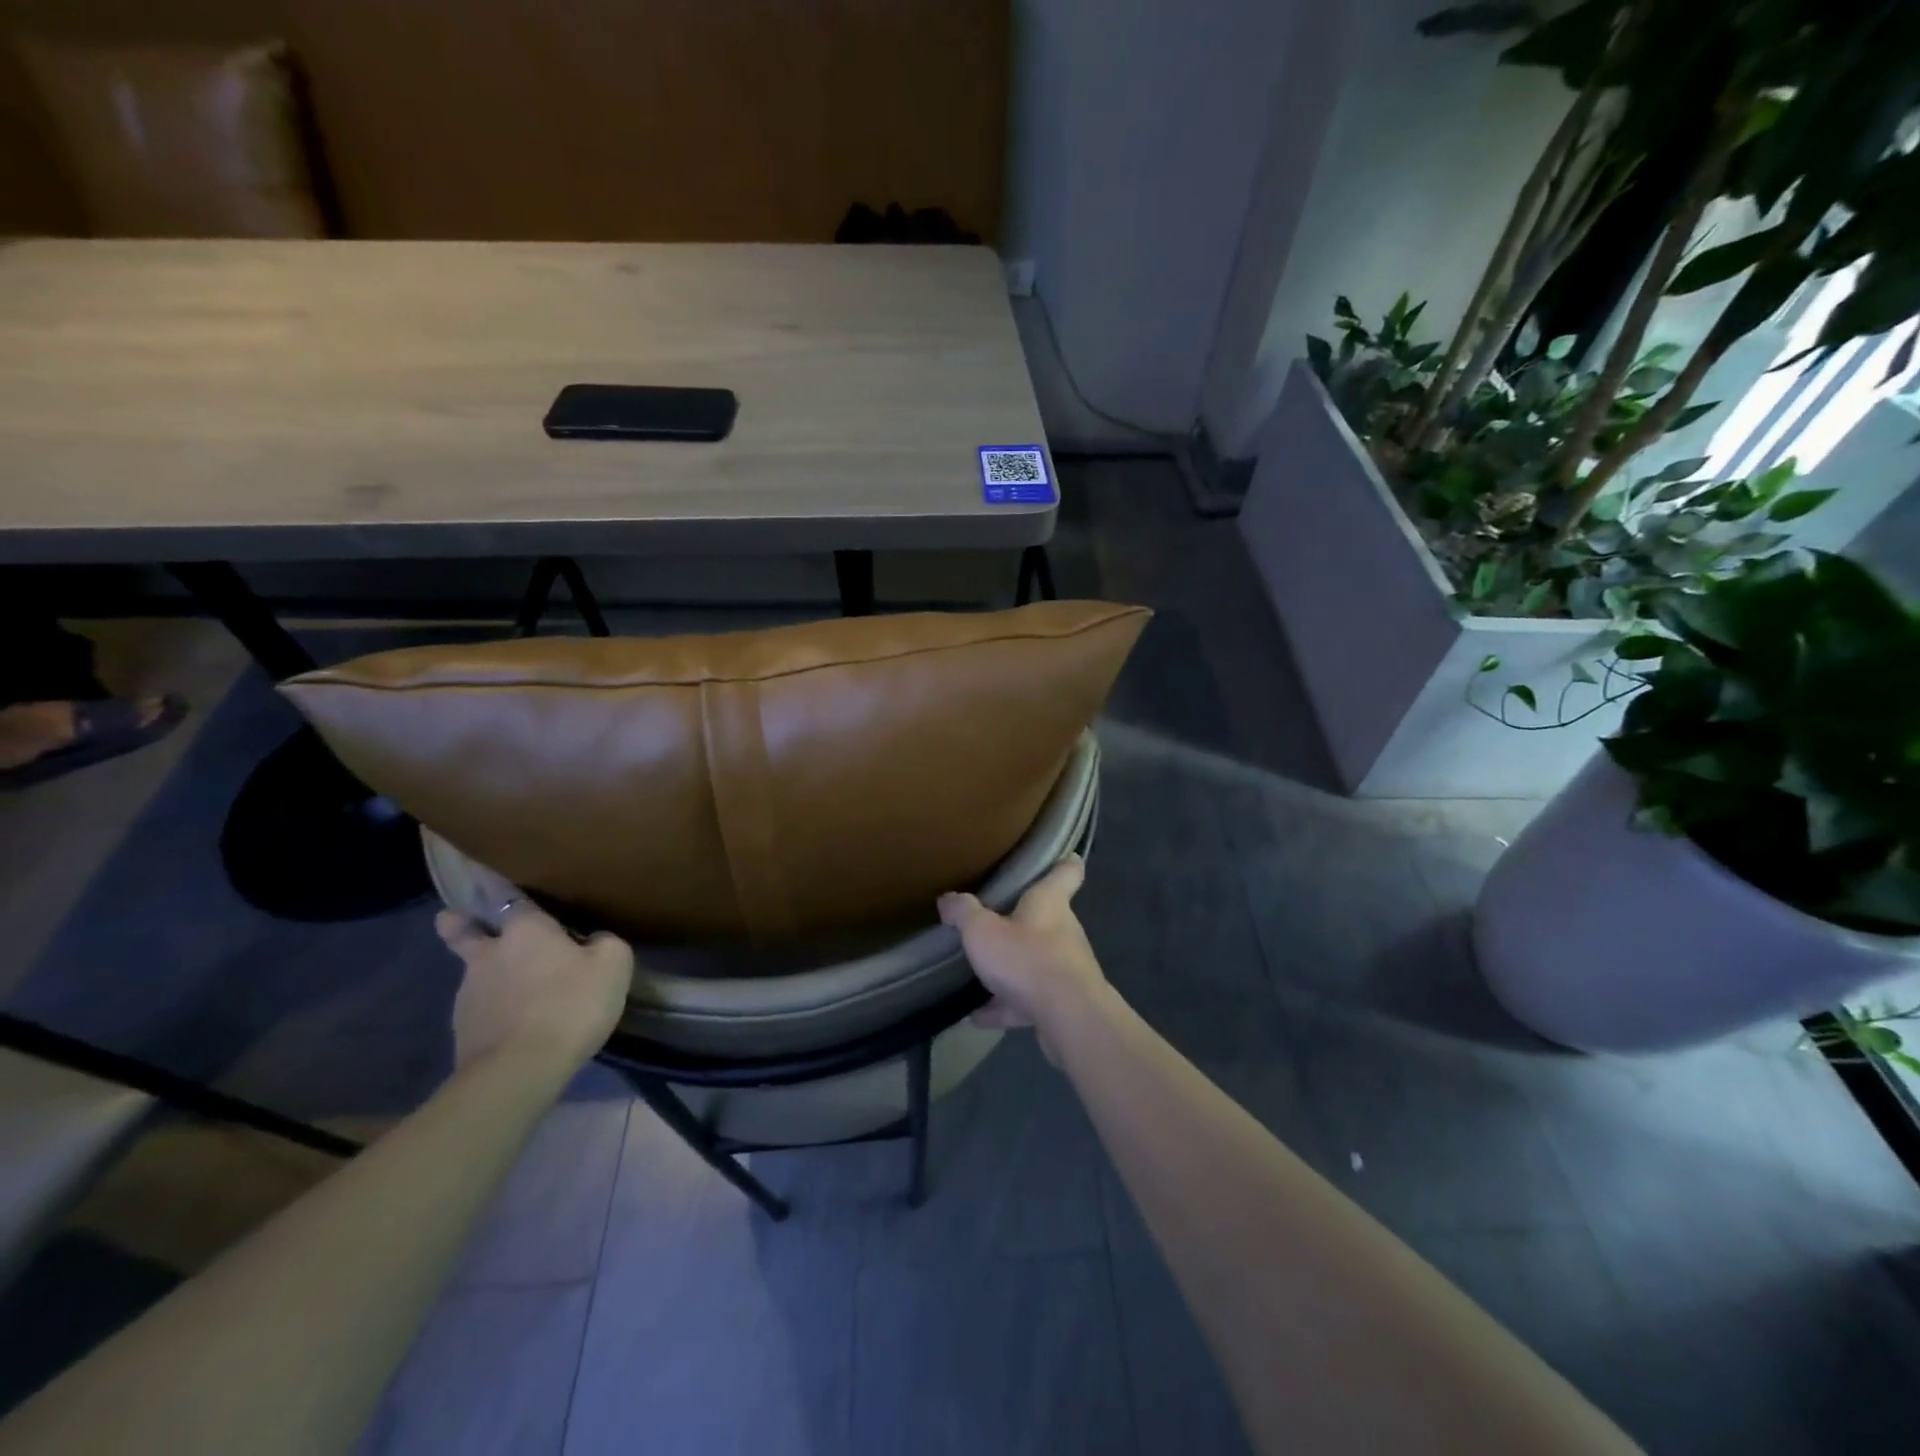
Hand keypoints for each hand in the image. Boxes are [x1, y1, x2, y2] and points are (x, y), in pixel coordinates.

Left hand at [436, 903, 634, 1073]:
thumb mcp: (614, 964)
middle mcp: (489, 954)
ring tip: (508, 986)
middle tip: (450, 918)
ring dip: (487, 974)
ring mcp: (468, 993)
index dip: (511, 895)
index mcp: (525, 930)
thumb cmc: (570, 1003)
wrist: (519, 1070)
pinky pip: (480, 1009)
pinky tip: (512, 1022)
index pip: (514, 900)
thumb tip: (595, 940)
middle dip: (457, 924)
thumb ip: (606, 942)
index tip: (498, 887)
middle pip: (464, 933)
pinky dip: (492, 1010)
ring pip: (475, 973)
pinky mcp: (462, 1030)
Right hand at [938, 854, 1111, 1057]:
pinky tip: (978, 1016)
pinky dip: (1006, 1006)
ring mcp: (1066, 968)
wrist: (1068, 1017)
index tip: (1062, 856)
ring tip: (979, 974)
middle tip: (994, 920)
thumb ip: (964, 913)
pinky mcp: (1063, 1003)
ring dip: (1012, 968)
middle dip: (1023, 920)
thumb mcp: (982, 931)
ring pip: (1037, 961)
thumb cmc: (1027, 958)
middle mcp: (1064, 930)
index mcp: (1050, 902)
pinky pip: (1029, 999)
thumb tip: (948, 898)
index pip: (1067, 871)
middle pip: (1047, 917)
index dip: (1064, 862)